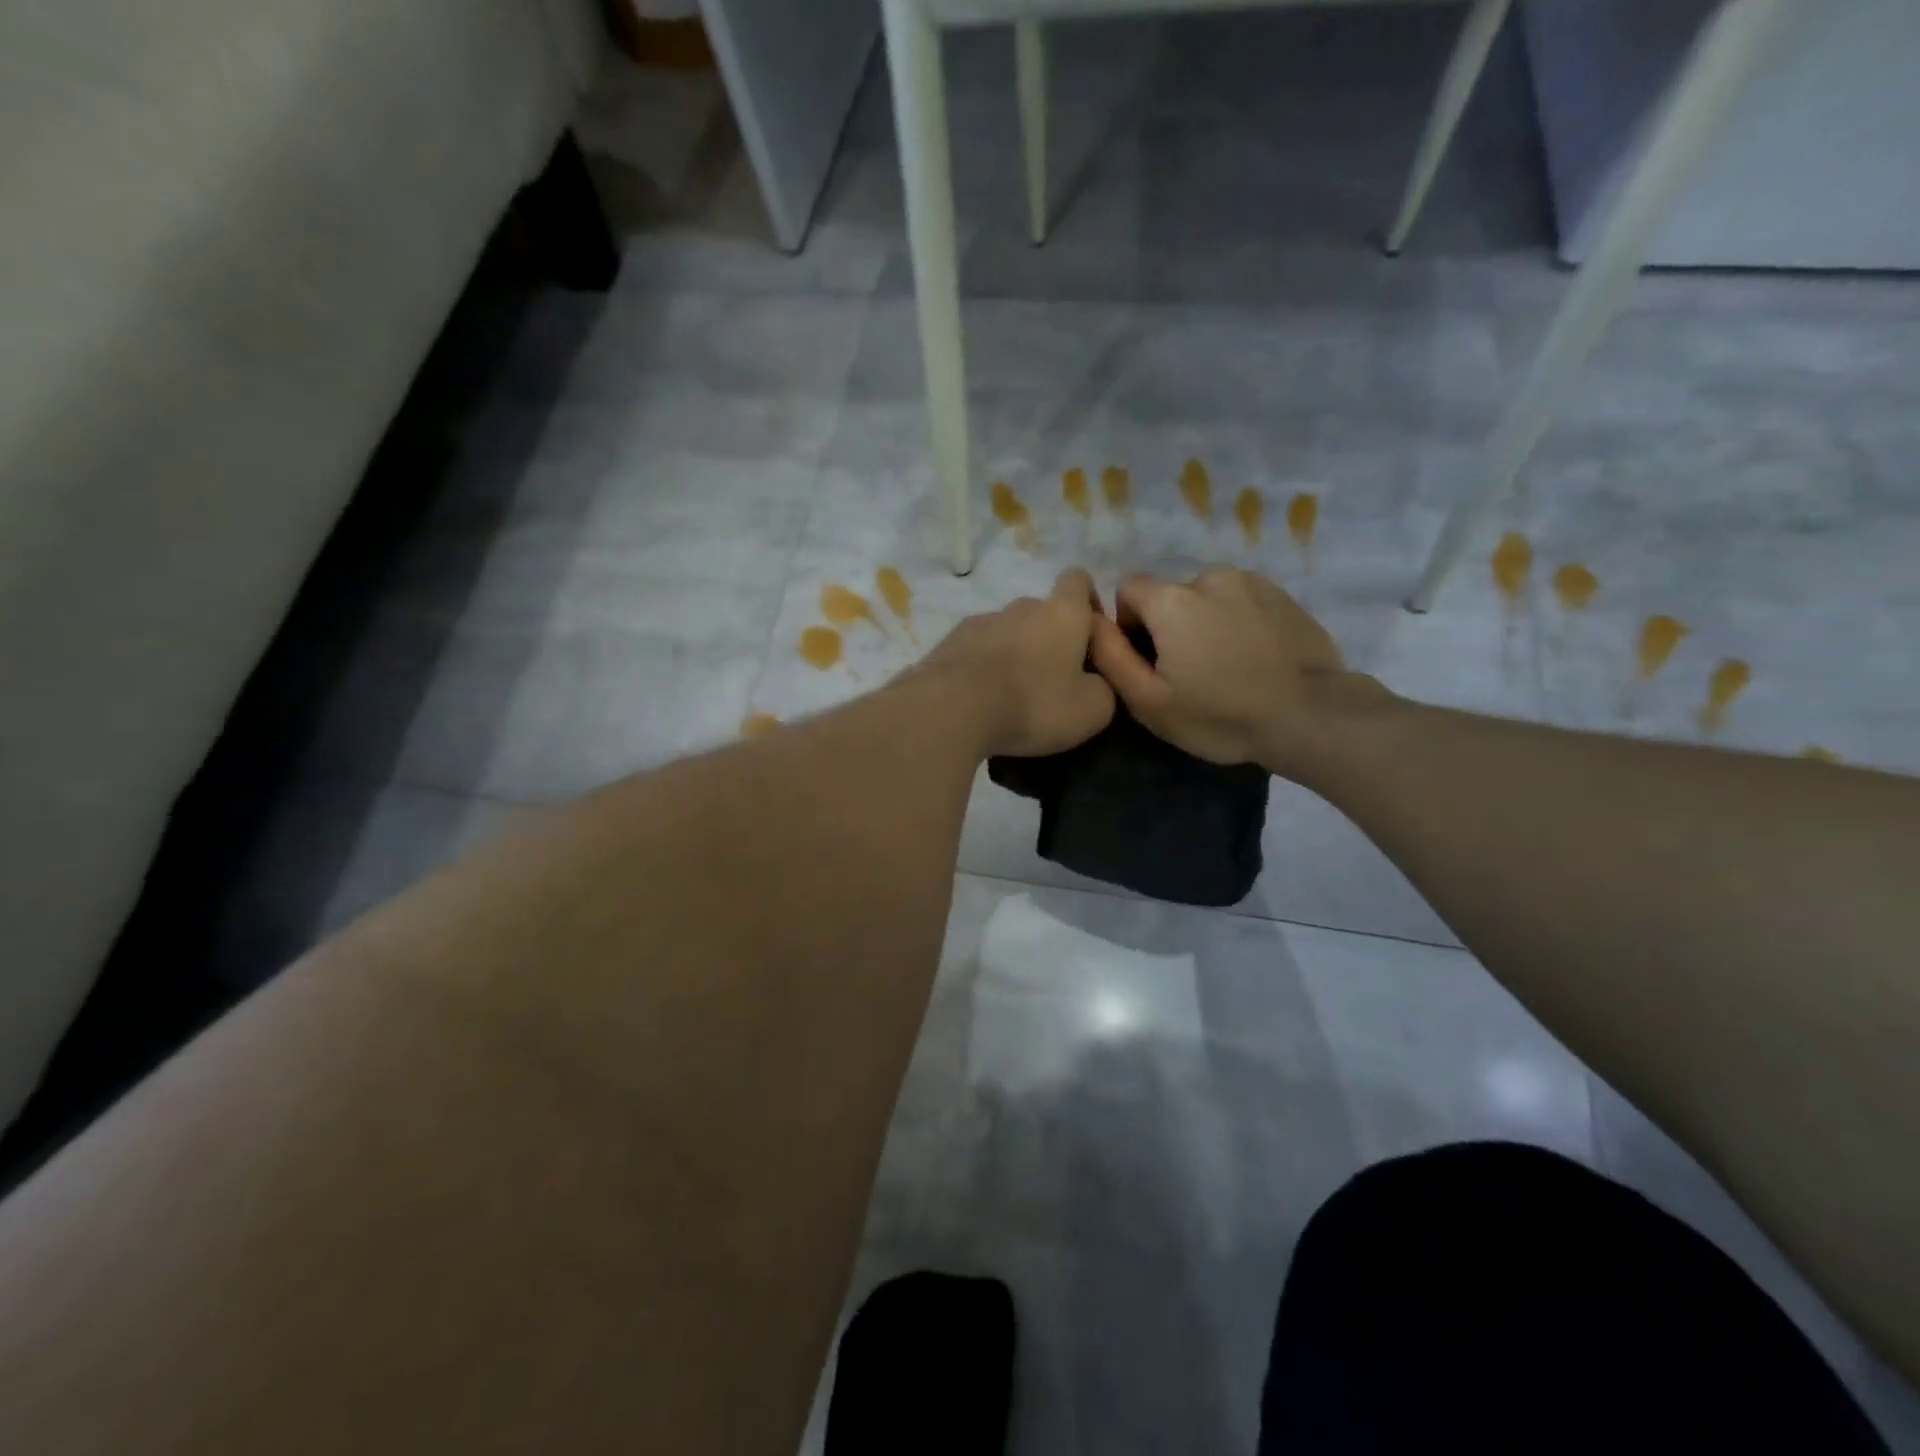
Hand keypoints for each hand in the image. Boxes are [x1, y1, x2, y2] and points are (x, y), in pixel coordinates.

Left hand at [919, 569, 1115, 757]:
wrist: (953, 709)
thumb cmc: (1033, 703)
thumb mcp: (1091, 710)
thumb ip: (1103, 688)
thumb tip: (1094, 683)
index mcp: (1062, 613)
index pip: (1078, 581)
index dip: (1088, 602)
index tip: (1090, 635)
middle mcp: (1020, 607)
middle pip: (1041, 612)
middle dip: (1049, 638)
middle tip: (1052, 680)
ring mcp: (979, 622)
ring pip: (1006, 633)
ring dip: (1013, 654)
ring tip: (1012, 696)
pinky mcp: (948, 643)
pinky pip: (975, 652)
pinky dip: (983, 668)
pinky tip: (981, 700)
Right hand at [1089, 568, 1379, 776]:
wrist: (1311, 716)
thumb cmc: (1220, 714)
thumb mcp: (1150, 700)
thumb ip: (1111, 656)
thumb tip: (1089, 621)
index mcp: (1172, 600)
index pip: (1129, 590)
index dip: (1129, 625)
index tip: (1148, 662)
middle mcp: (1209, 577)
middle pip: (1170, 596)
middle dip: (1170, 627)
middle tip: (1190, 674)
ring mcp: (1251, 583)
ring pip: (1208, 598)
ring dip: (1205, 623)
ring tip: (1226, 667)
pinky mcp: (1283, 596)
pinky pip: (1242, 603)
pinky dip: (1237, 623)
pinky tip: (1254, 659)